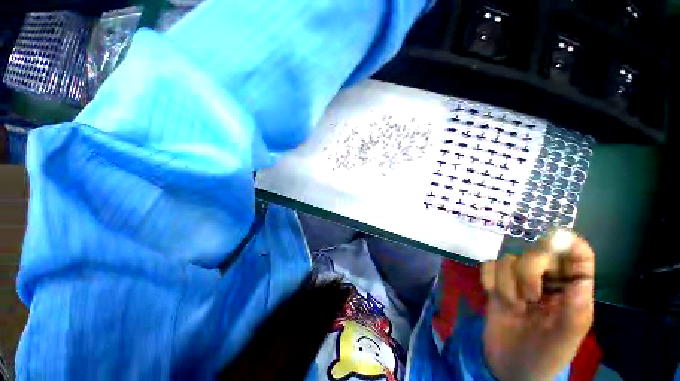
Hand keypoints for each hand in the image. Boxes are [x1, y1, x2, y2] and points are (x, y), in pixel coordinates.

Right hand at [480, 237, 594, 380]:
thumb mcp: (565, 341)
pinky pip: (487, 265)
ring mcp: (517, 281)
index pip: (578, 256)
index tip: (558, 240)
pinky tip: (492, 294)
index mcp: (571, 291)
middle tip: (530, 297)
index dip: (570, 244)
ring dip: (507, 283)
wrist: (509, 366)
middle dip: (529, 271)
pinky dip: (488, 278)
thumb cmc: (545, 355)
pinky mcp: (495, 284)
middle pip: (536, 252)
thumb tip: (580, 281)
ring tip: (512, 306)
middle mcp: (545, 280)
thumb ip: (576, 313)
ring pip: (508, 259)